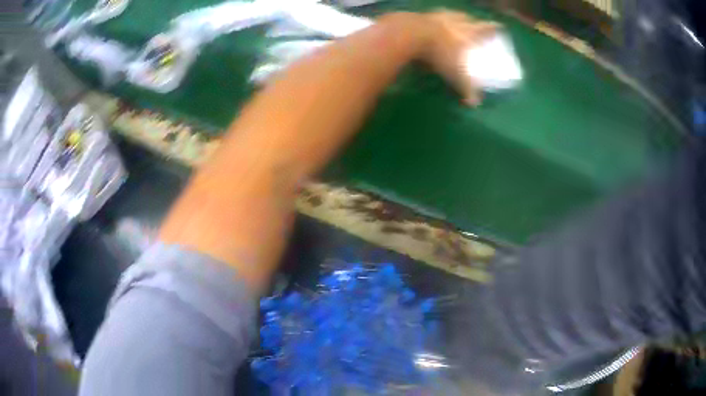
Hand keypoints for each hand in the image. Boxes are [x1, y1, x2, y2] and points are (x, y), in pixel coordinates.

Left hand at [421, 11, 497, 105]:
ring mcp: (439, 15)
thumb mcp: (457, 74)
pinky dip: (435, 22)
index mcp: (471, 31)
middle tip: (475, 28)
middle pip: (470, 18)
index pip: (489, 27)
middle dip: (474, 23)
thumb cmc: (441, 53)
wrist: (411, 34)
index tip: (500, 27)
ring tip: (454, 26)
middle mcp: (457, 19)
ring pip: (451, 15)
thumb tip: (474, 103)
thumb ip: (467, 88)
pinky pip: (433, 17)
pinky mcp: (421, 15)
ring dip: (454, 20)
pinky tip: (432, 27)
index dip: (495, 27)